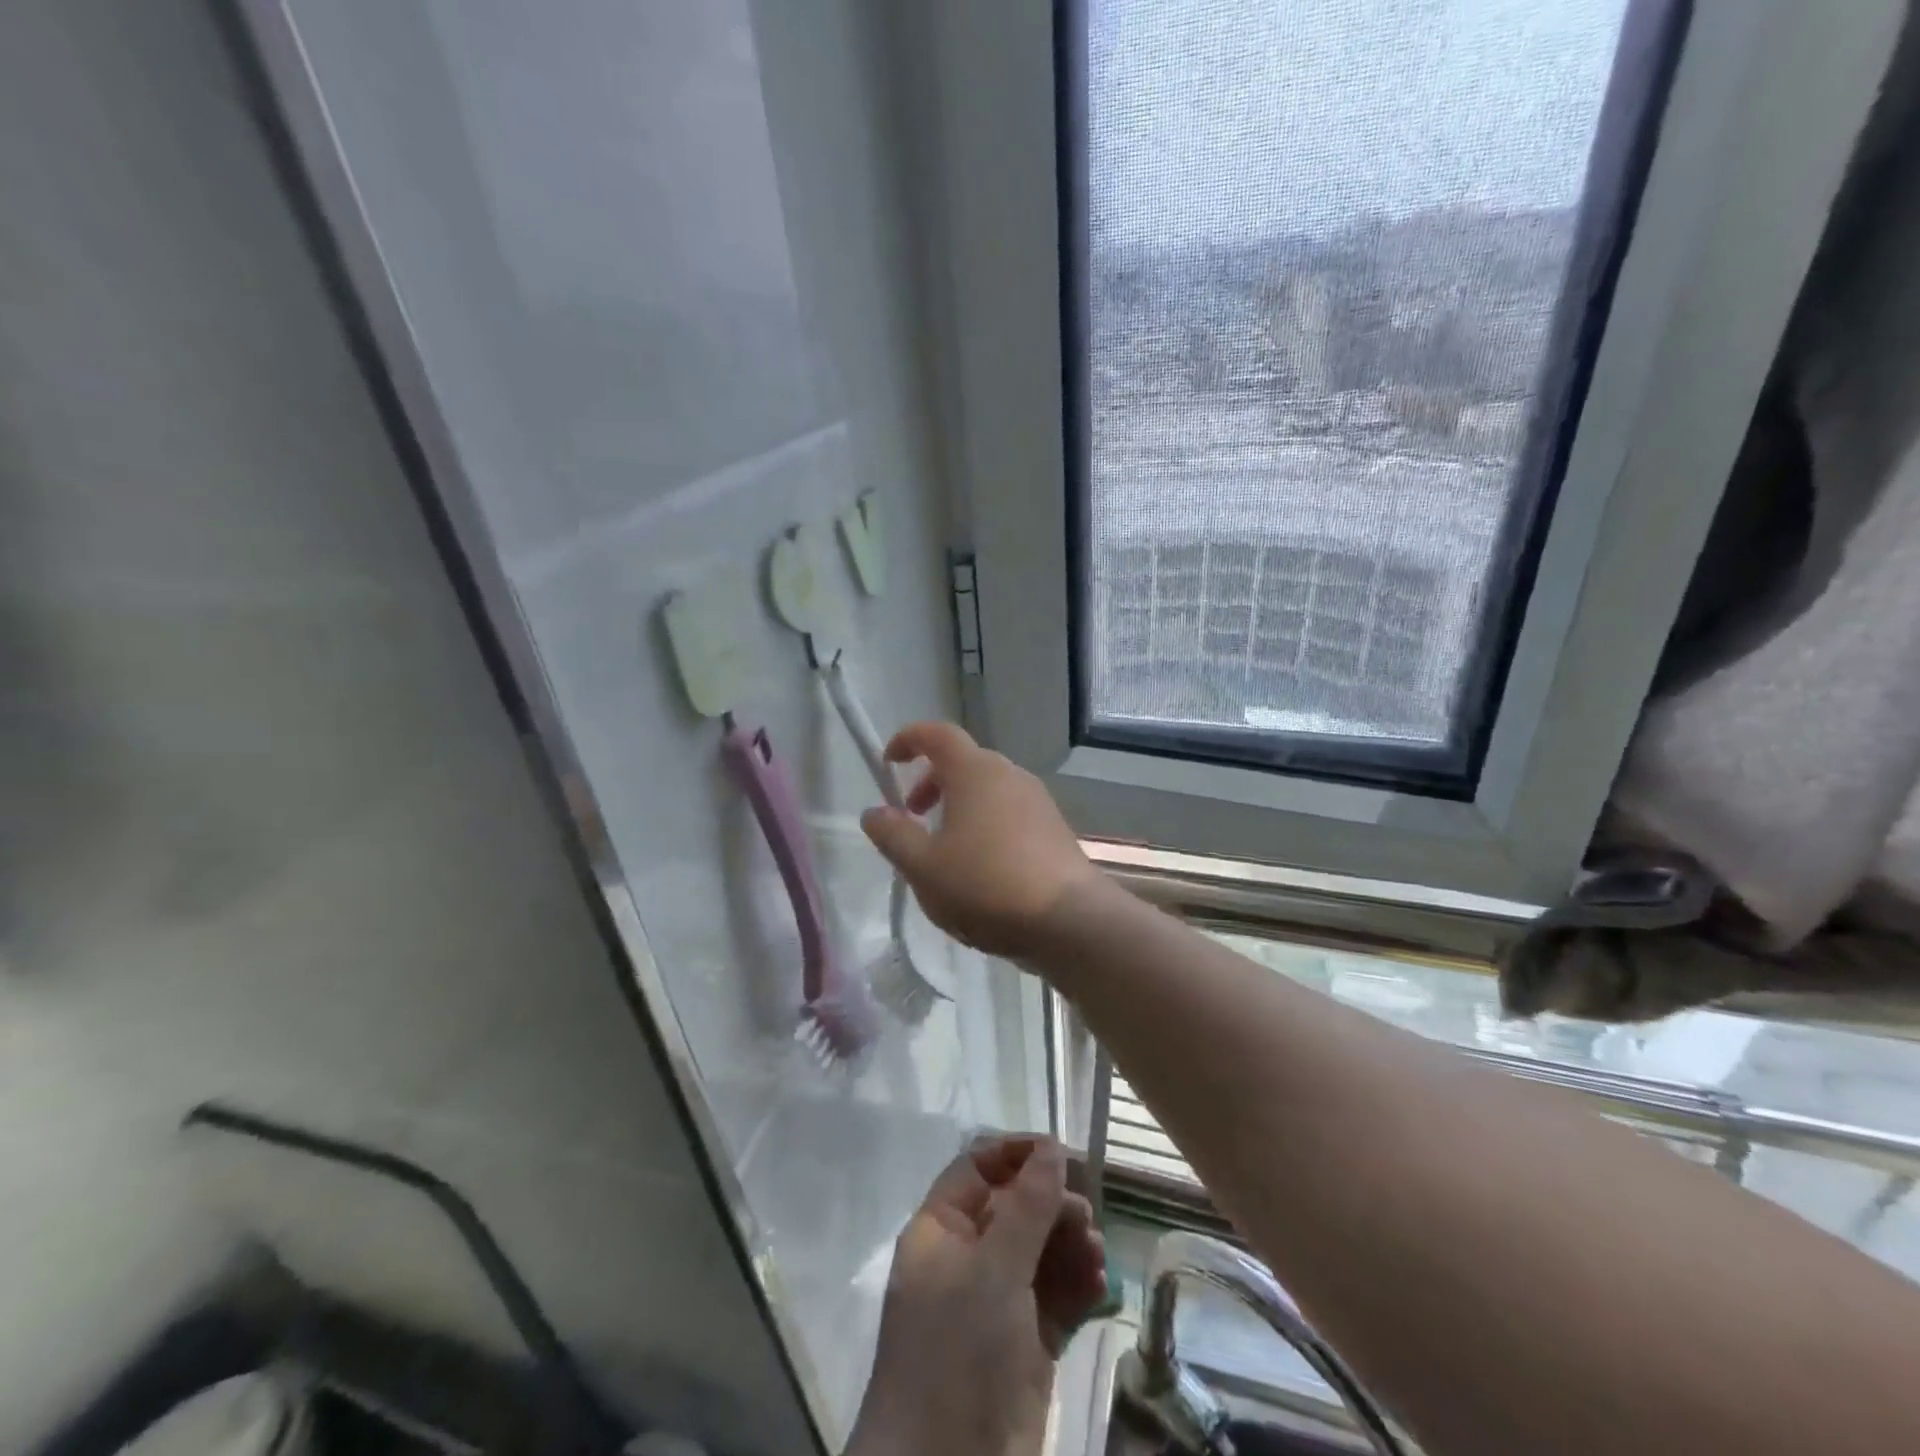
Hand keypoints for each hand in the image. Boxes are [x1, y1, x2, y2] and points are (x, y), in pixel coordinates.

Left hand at [849, 1136, 1107, 1455]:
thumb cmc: (958, 1349)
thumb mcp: (993, 1269)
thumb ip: (1027, 1205)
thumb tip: (1051, 1146)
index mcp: (941, 1230)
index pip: (978, 1168)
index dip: (1017, 1154)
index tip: (1063, 1153)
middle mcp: (967, 1259)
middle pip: (1015, 1208)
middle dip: (1052, 1206)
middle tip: (1087, 1217)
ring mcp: (996, 1304)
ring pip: (1040, 1252)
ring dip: (1071, 1245)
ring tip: (1096, 1254)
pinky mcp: (1025, 1345)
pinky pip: (1055, 1297)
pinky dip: (1077, 1285)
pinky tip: (1100, 1283)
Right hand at [860, 722, 1101, 958]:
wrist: (1069, 920)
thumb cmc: (986, 886)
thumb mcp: (923, 867)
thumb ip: (893, 835)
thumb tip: (874, 812)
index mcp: (975, 771)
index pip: (937, 733)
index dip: (908, 739)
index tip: (888, 762)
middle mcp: (1009, 774)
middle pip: (963, 762)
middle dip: (931, 782)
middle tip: (913, 816)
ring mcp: (1037, 800)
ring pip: (987, 789)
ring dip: (958, 806)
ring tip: (944, 849)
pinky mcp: (1054, 827)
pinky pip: (1009, 811)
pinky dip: (985, 823)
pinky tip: (981, 868)